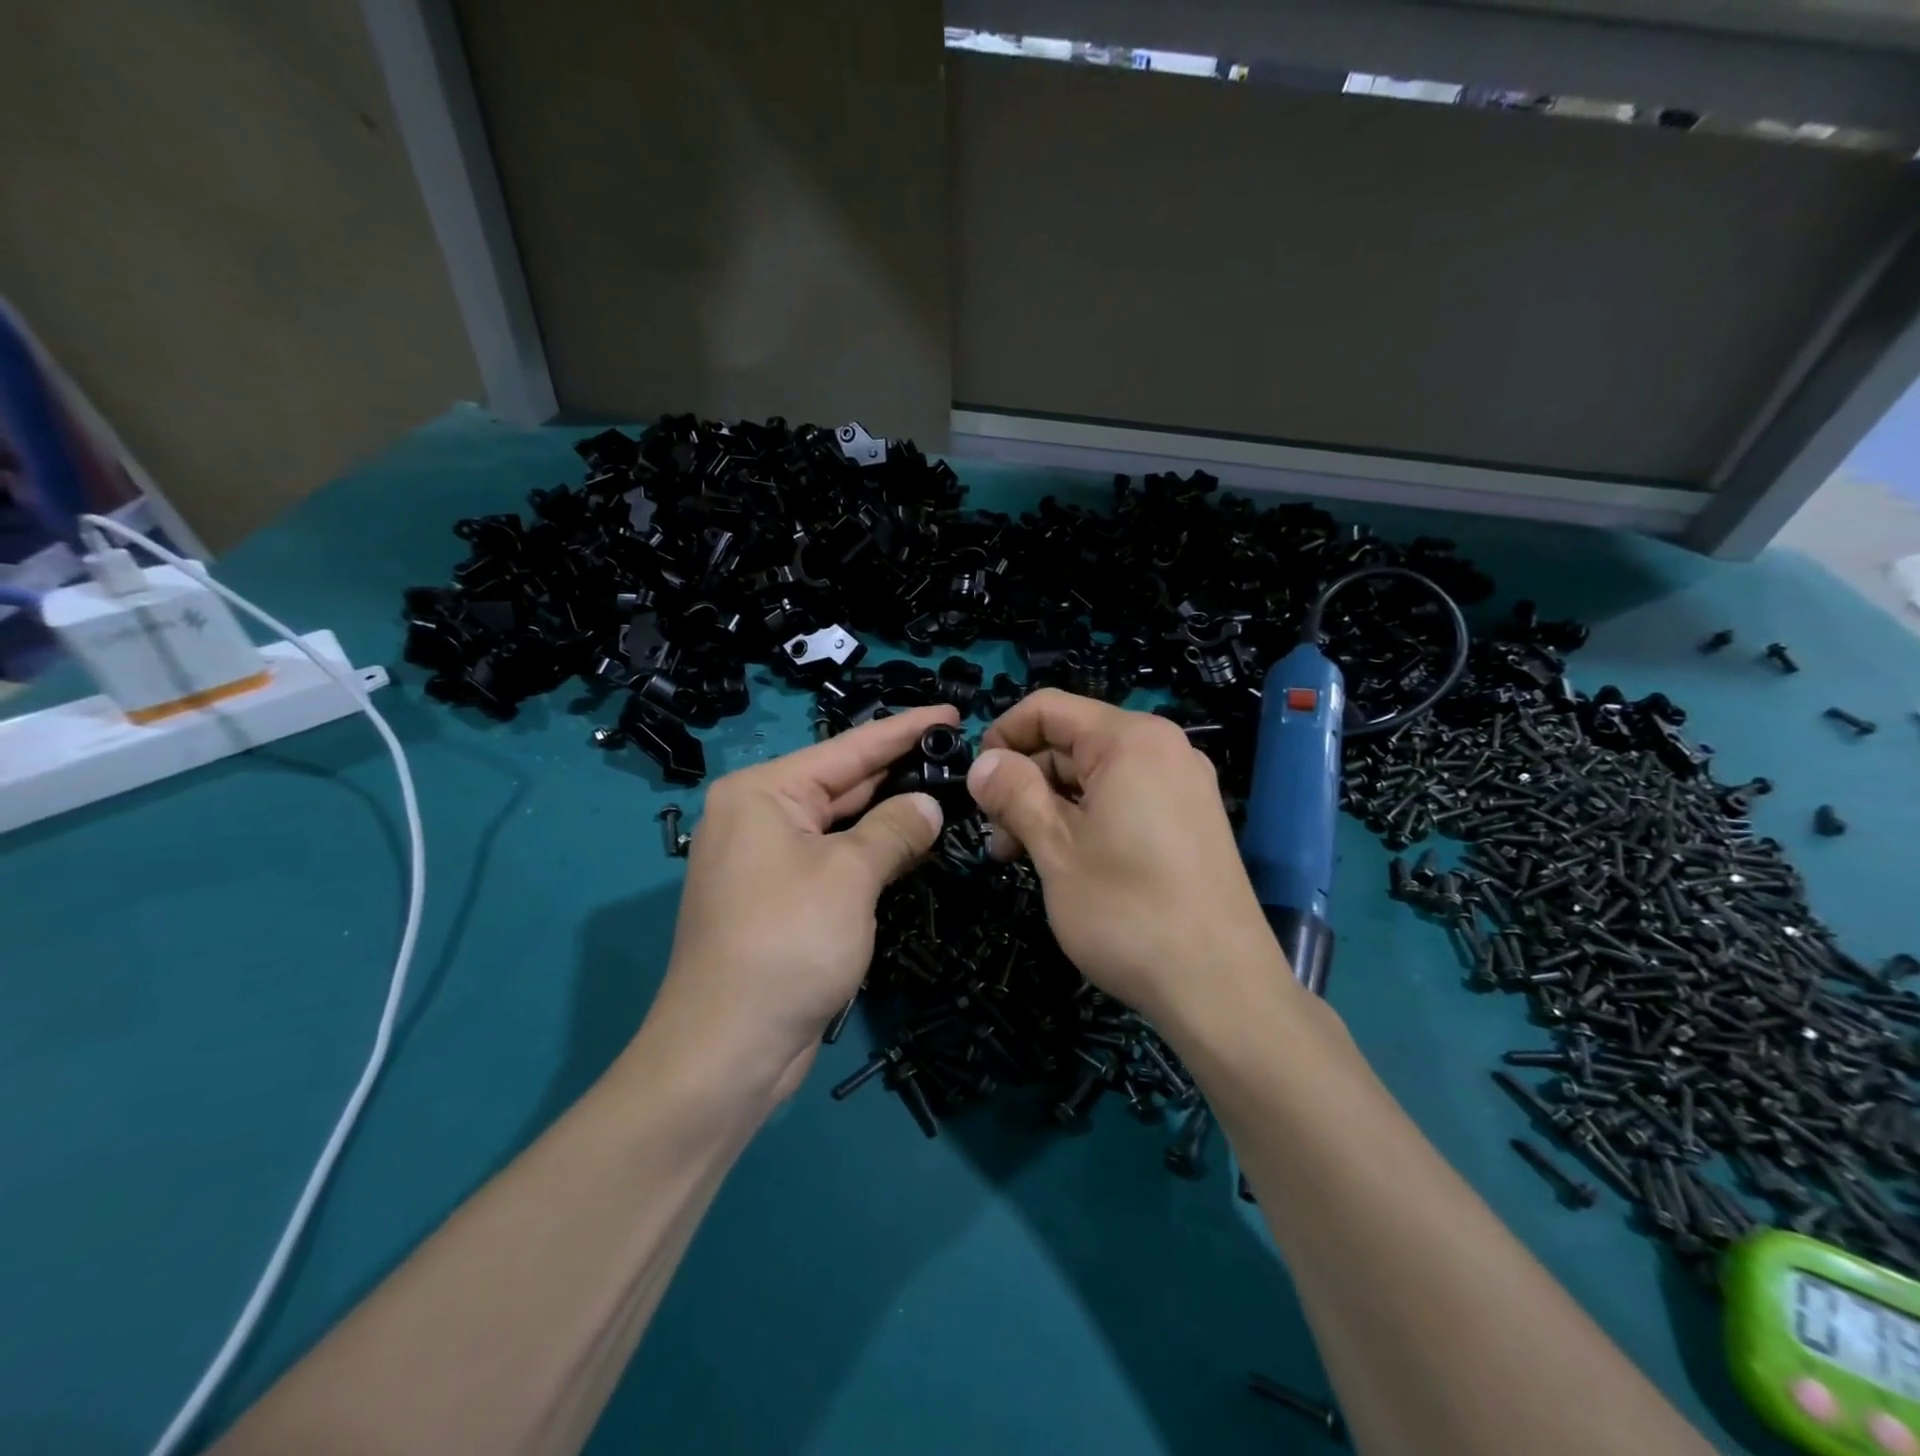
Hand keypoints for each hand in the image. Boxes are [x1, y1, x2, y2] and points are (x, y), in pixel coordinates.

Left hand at [643, 705, 957, 1099]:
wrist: (727, 1049)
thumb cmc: (788, 942)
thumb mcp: (850, 876)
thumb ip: (895, 829)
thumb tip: (929, 805)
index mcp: (764, 792)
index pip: (850, 748)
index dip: (905, 730)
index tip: (952, 711)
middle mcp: (759, 816)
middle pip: (843, 782)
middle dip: (900, 771)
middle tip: (960, 753)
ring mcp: (767, 860)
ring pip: (841, 824)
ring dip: (890, 814)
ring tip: (949, 791)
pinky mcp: (779, 899)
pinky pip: (835, 859)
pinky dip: (872, 851)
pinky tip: (914, 842)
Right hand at [967, 690, 1294, 1029]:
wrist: (1222, 989)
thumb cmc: (1128, 912)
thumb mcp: (1056, 849)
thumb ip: (1014, 794)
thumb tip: (982, 762)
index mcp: (1130, 740)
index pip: (1048, 708)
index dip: (1002, 736)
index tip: (976, 784)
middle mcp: (1163, 749)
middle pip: (1072, 741)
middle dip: (1025, 780)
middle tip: (996, 835)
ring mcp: (1182, 786)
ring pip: (1094, 775)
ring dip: (1049, 806)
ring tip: (1019, 856)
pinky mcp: (1189, 821)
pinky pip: (1124, 799)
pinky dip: (1085, 819)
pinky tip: (1063, 862)